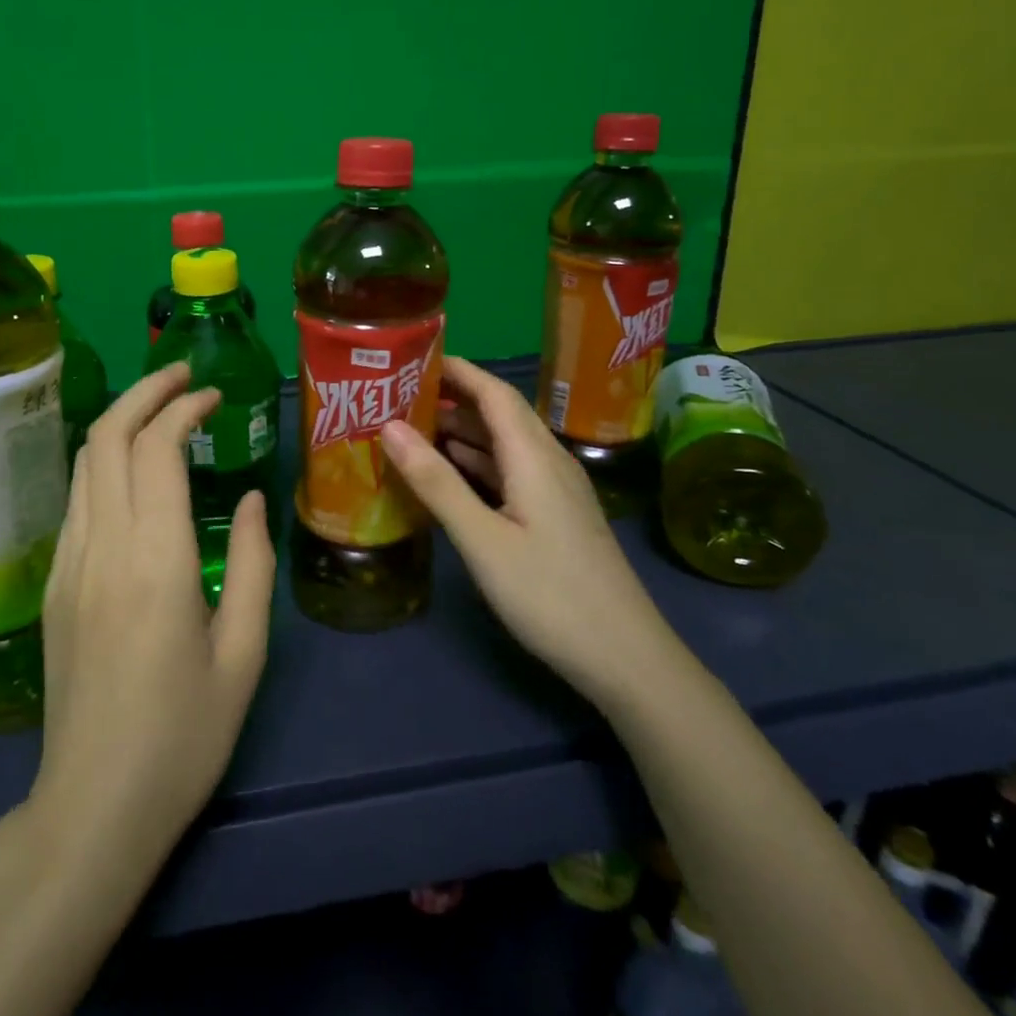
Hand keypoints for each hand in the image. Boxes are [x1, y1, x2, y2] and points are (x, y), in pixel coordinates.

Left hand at [28, 362, 275, 869]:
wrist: (94, 806)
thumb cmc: (184, 736)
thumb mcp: (244, 654)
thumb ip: (253, 564)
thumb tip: (254, 498)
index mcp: (156, 561)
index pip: (157, 449)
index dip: (184, 407)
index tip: (214, 396)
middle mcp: (103, 547)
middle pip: (106, 437)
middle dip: (144, 392)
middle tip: (183, 376)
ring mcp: (69, 564)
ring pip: (83, 462)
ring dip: (120, 421)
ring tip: (161, 409)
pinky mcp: (55, 584)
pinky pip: (77, 499)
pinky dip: (104, 460)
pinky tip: (134, 471)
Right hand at [381, 357, 666, 704]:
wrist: (625, 657)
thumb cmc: (550, 594)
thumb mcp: (483, 539)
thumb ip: (437, 482)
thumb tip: (390, 427)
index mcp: (533, 455)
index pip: (494, 392)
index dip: (456, 369)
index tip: (412, 358)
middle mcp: (548, 461)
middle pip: (499, 413)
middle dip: (452, 397)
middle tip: (399, 395)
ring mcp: (556, 490)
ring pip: (504, 444)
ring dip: (462, 431)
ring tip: (412, 428)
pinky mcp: (556, 516)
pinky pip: (511, 471)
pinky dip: (477, 463)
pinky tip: (451, 474)